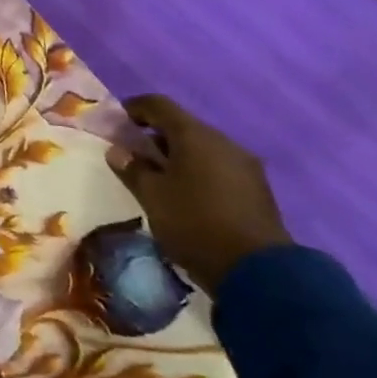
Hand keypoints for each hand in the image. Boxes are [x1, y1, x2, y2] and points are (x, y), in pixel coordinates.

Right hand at [119, 95, 293, 293]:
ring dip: (177, 156)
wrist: (259, 273)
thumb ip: (132, 169)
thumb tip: (118, 151)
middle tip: (134, 155)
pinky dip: (198, 172)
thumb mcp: (152, 196)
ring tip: (159, 179)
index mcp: (195, 135)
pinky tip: (187, 195)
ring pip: (202, 148)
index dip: (134, 108)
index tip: (117, 123)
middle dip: (155, 136)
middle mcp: (223, 142)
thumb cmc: (195, 223)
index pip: (158, 104)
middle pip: (182, 126)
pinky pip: (219, 168)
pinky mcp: (257, 190)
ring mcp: (245, 166)